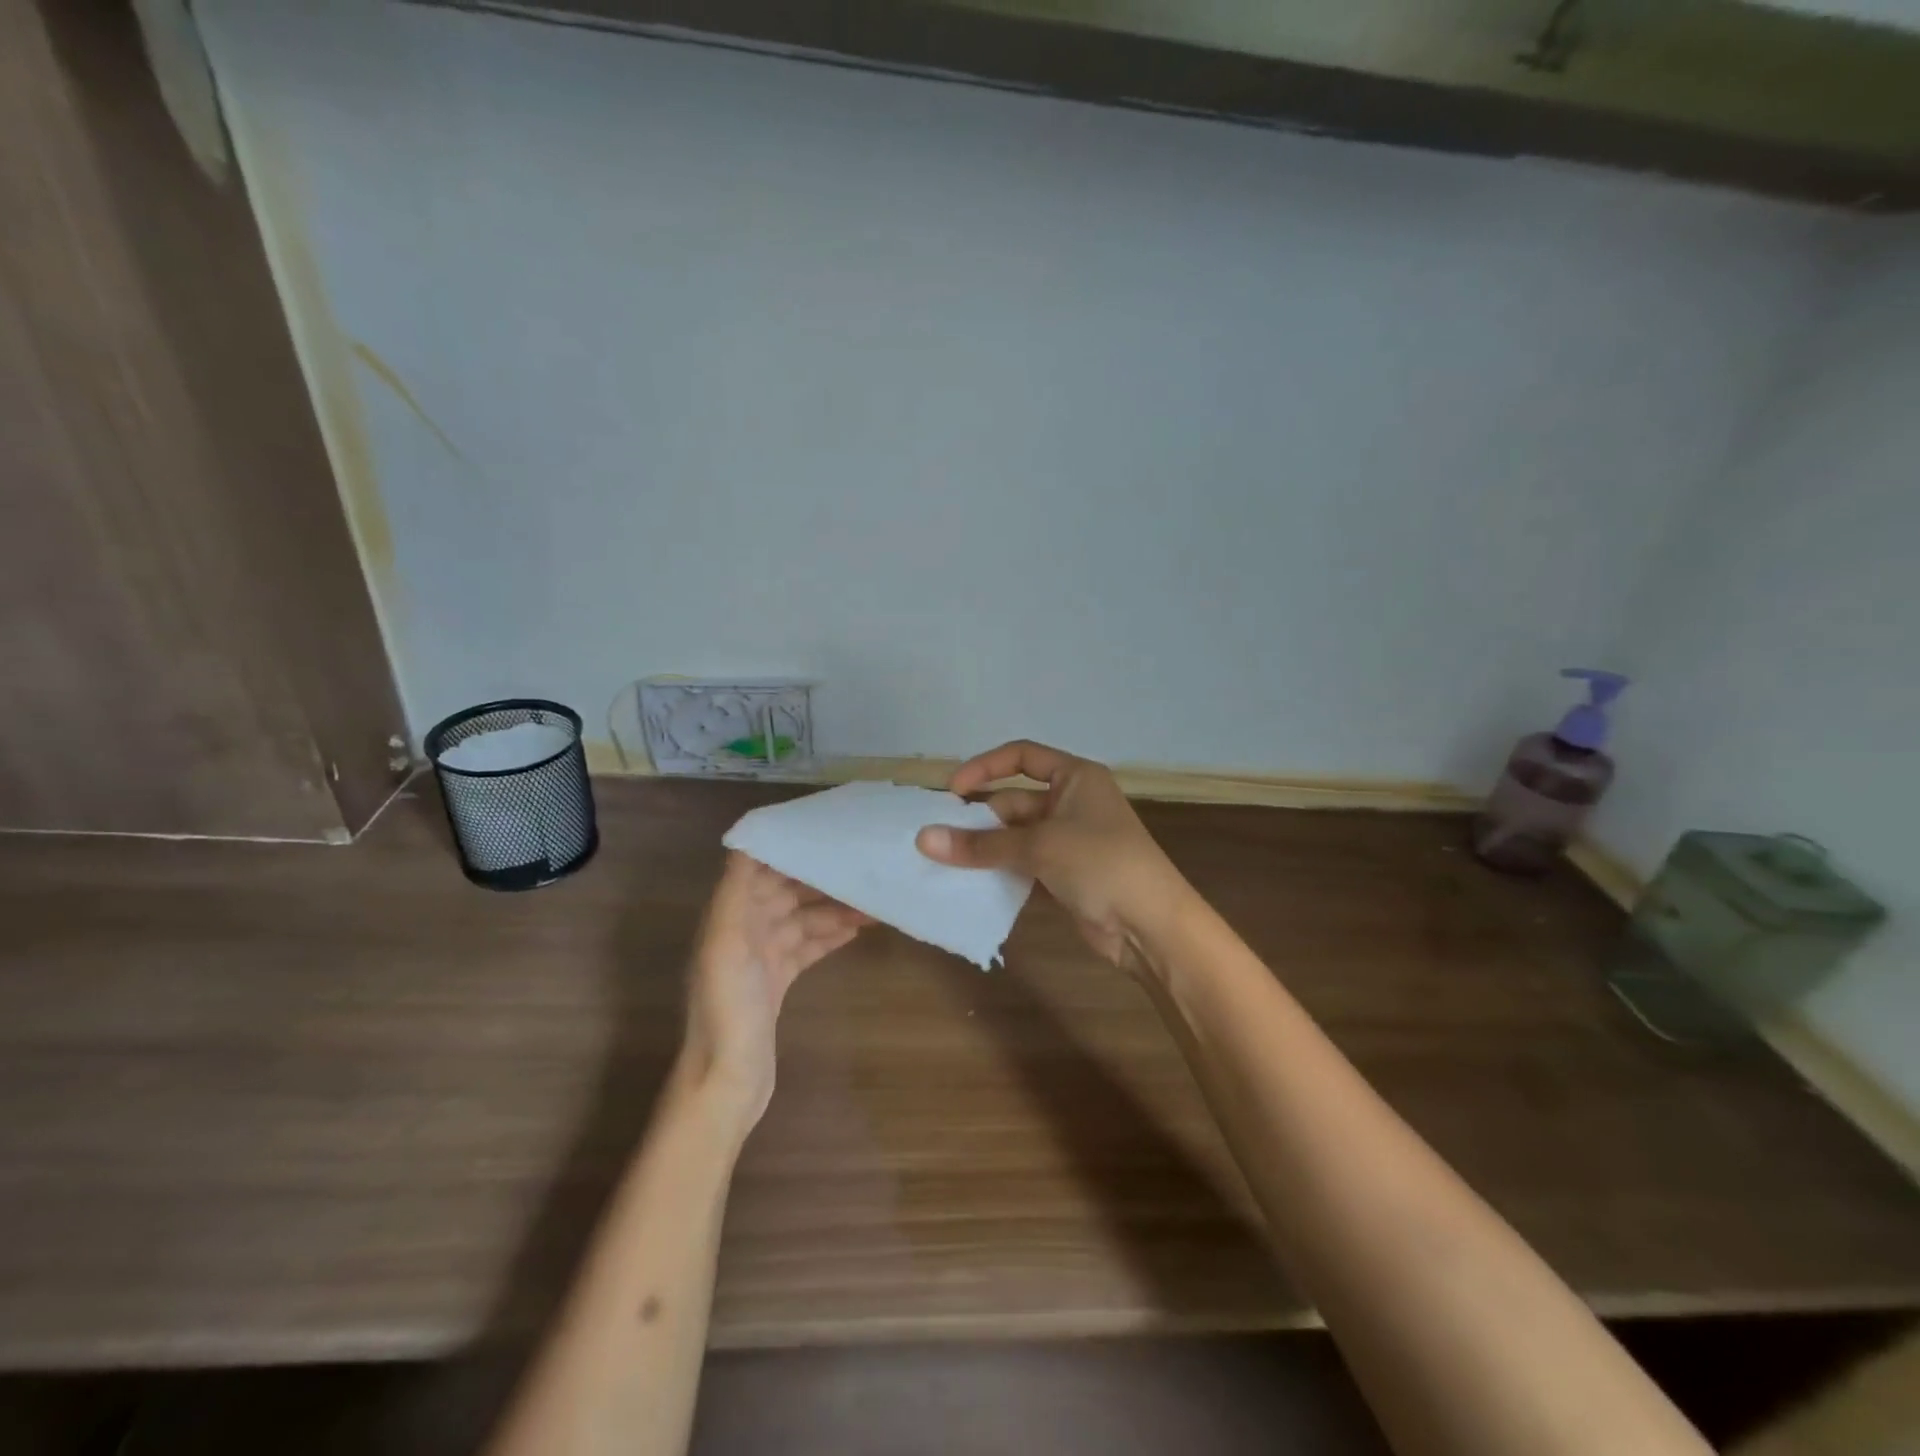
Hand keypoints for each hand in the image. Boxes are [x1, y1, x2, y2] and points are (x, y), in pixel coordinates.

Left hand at [678, 852, 867, 1131]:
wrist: (728, 1082)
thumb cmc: (727, 1011)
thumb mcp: (725, 945)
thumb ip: (735, 893)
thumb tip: (748, 840)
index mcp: (728, 917)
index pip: (760, 869)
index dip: (788, 850)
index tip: (825, 833)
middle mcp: (743, 931)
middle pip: (786, 892)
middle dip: (820, 879)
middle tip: (861, 866)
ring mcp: (762, 957)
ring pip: (802, 919)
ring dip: (833, 908)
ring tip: (871, 900)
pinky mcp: (779, 981)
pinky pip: (808, 946)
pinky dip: (830, 935)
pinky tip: (859, 928)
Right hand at [915, 740, 1188, 970]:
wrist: (1150, 924)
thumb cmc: (1101, 863)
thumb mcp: (1040, 846)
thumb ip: (981, 845)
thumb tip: (923, 839)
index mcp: (1075, 777)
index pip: (1022, 757)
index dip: (984, 767)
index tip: (951, 790)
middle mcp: (1071, 802)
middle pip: (1013, 801)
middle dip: (979, 820)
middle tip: (938, 839)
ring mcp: (1068, 840)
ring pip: (1015, 836)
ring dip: (985, 848)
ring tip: (943, 862)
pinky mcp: (1065, 874)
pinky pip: (1023, 864)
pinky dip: (1000, 871)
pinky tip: (970, 884)